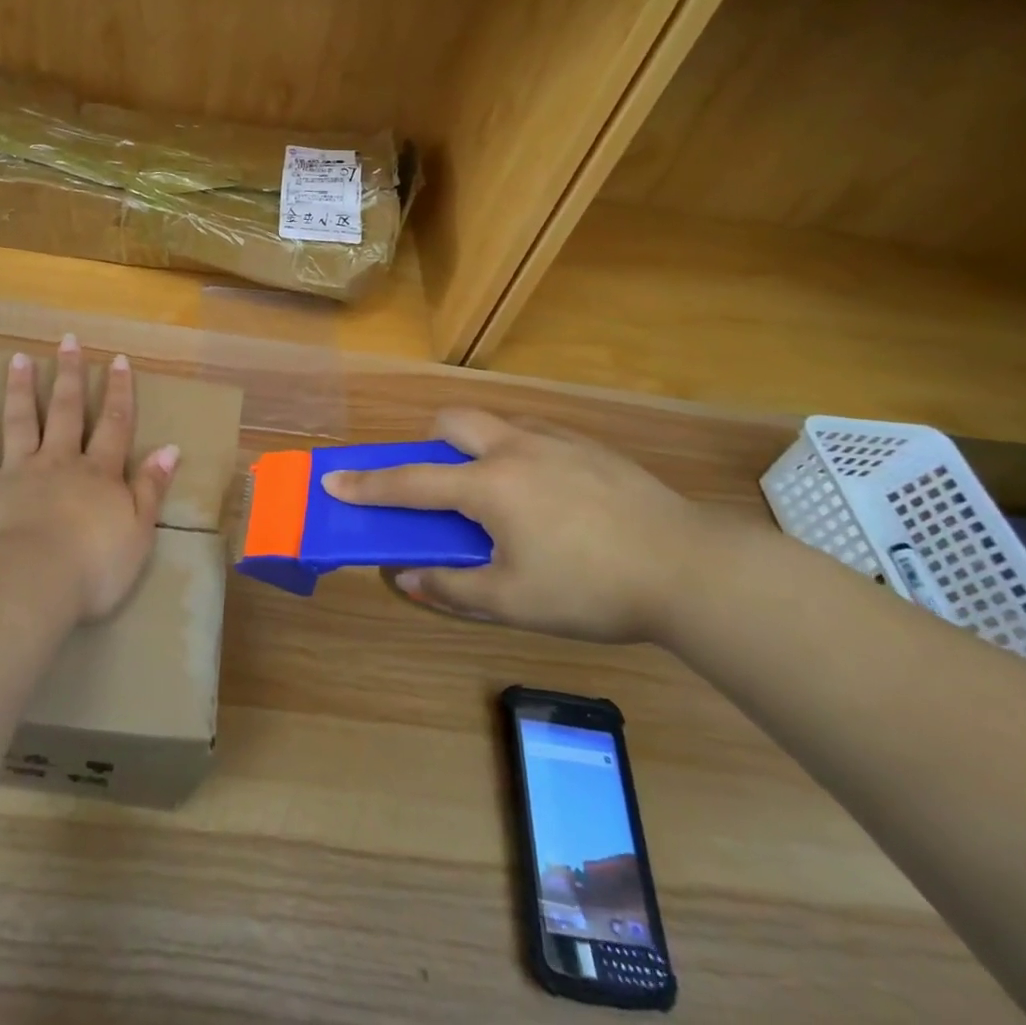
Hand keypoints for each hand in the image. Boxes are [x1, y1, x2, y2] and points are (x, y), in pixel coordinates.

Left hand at [0, 333, 179, 622]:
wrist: (33, 580)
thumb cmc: (94, 564)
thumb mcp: (139, 530)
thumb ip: (152, 488)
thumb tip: (170, 448)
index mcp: (99, 473)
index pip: (115, 425)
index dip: (119, 392)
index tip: (117, 359)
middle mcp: (60, 461)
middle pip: (67, 411)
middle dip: (69, 375)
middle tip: (68, 341)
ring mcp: (19, 471)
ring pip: (21, 421)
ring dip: (21, 388)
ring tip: (20, 358)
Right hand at [321, 408, 745, 643]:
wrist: (692, 568)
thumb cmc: (592, 589)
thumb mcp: (513, 602)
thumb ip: (451, 587)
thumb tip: (405, 578)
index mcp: (489, 485)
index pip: (411, 482)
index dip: (367, 484)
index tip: (333, 480)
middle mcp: (515, 449)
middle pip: (452, 422)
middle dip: (429, 444)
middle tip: (441, 484)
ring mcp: (557, 441)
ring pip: (496, 423)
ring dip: (476, 447)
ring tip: (499, 494)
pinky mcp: (592, 447)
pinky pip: (535, 435)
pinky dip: (518, 453)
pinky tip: (549, 496)